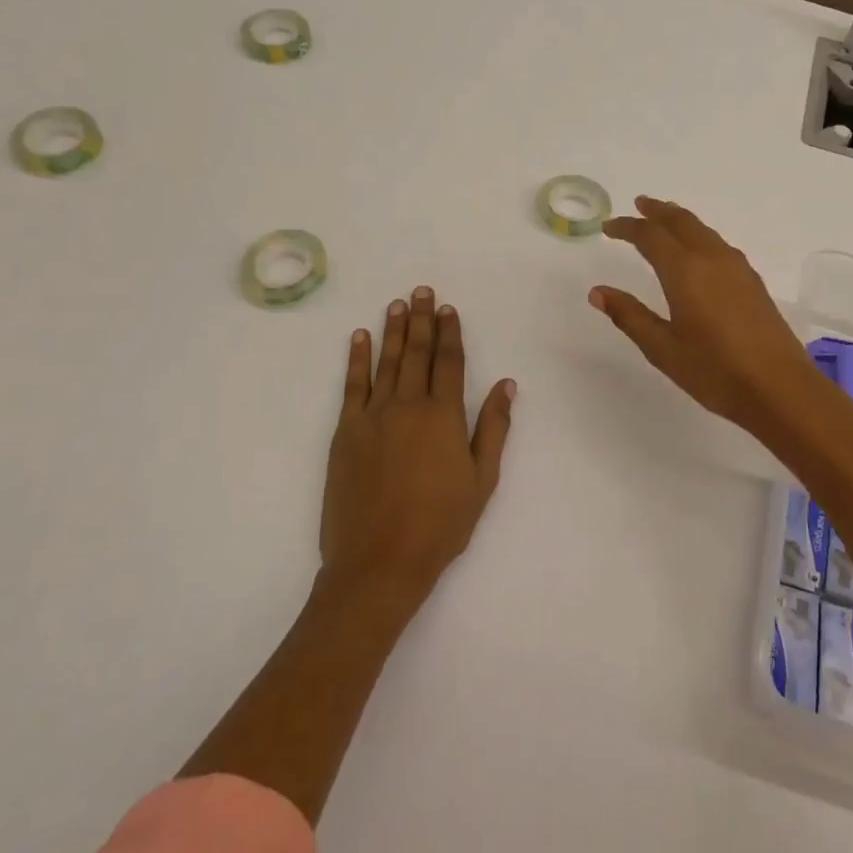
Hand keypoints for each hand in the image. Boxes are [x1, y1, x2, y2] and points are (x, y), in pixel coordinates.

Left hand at [320, 287, 514, 615]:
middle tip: (422, 291)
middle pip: (417, 353)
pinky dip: (357, 358)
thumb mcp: (481, 480)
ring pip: (387, 362)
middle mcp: (408, 406)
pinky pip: (352, 385)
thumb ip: (493, 428)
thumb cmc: (440, 525)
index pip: (449, 362)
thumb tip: (506, 384)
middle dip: (422, 320)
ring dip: (393, 330)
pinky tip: (360, 337)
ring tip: (398, 304)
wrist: (379, 561)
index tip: (449, 309)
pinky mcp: (346, 432)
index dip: (450, 333)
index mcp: (444, 416)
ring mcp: (373, 416)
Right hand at [588, 198, 818, 431]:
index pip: (650, 236)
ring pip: (703, 230)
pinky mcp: (753, 282)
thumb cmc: (715, 371)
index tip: (608, 227)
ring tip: (665, 220)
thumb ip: (630, 316)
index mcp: (685, 271)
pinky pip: (718, 244)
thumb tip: (598, 291)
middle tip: (638, 205)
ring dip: (680, 220)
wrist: (780, 388)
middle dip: (657, 211)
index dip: (627, 227)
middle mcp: (712, 259)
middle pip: (681, 221)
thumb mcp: (663, 348)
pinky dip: (699, 235)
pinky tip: (698, 251)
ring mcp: (737, 268)